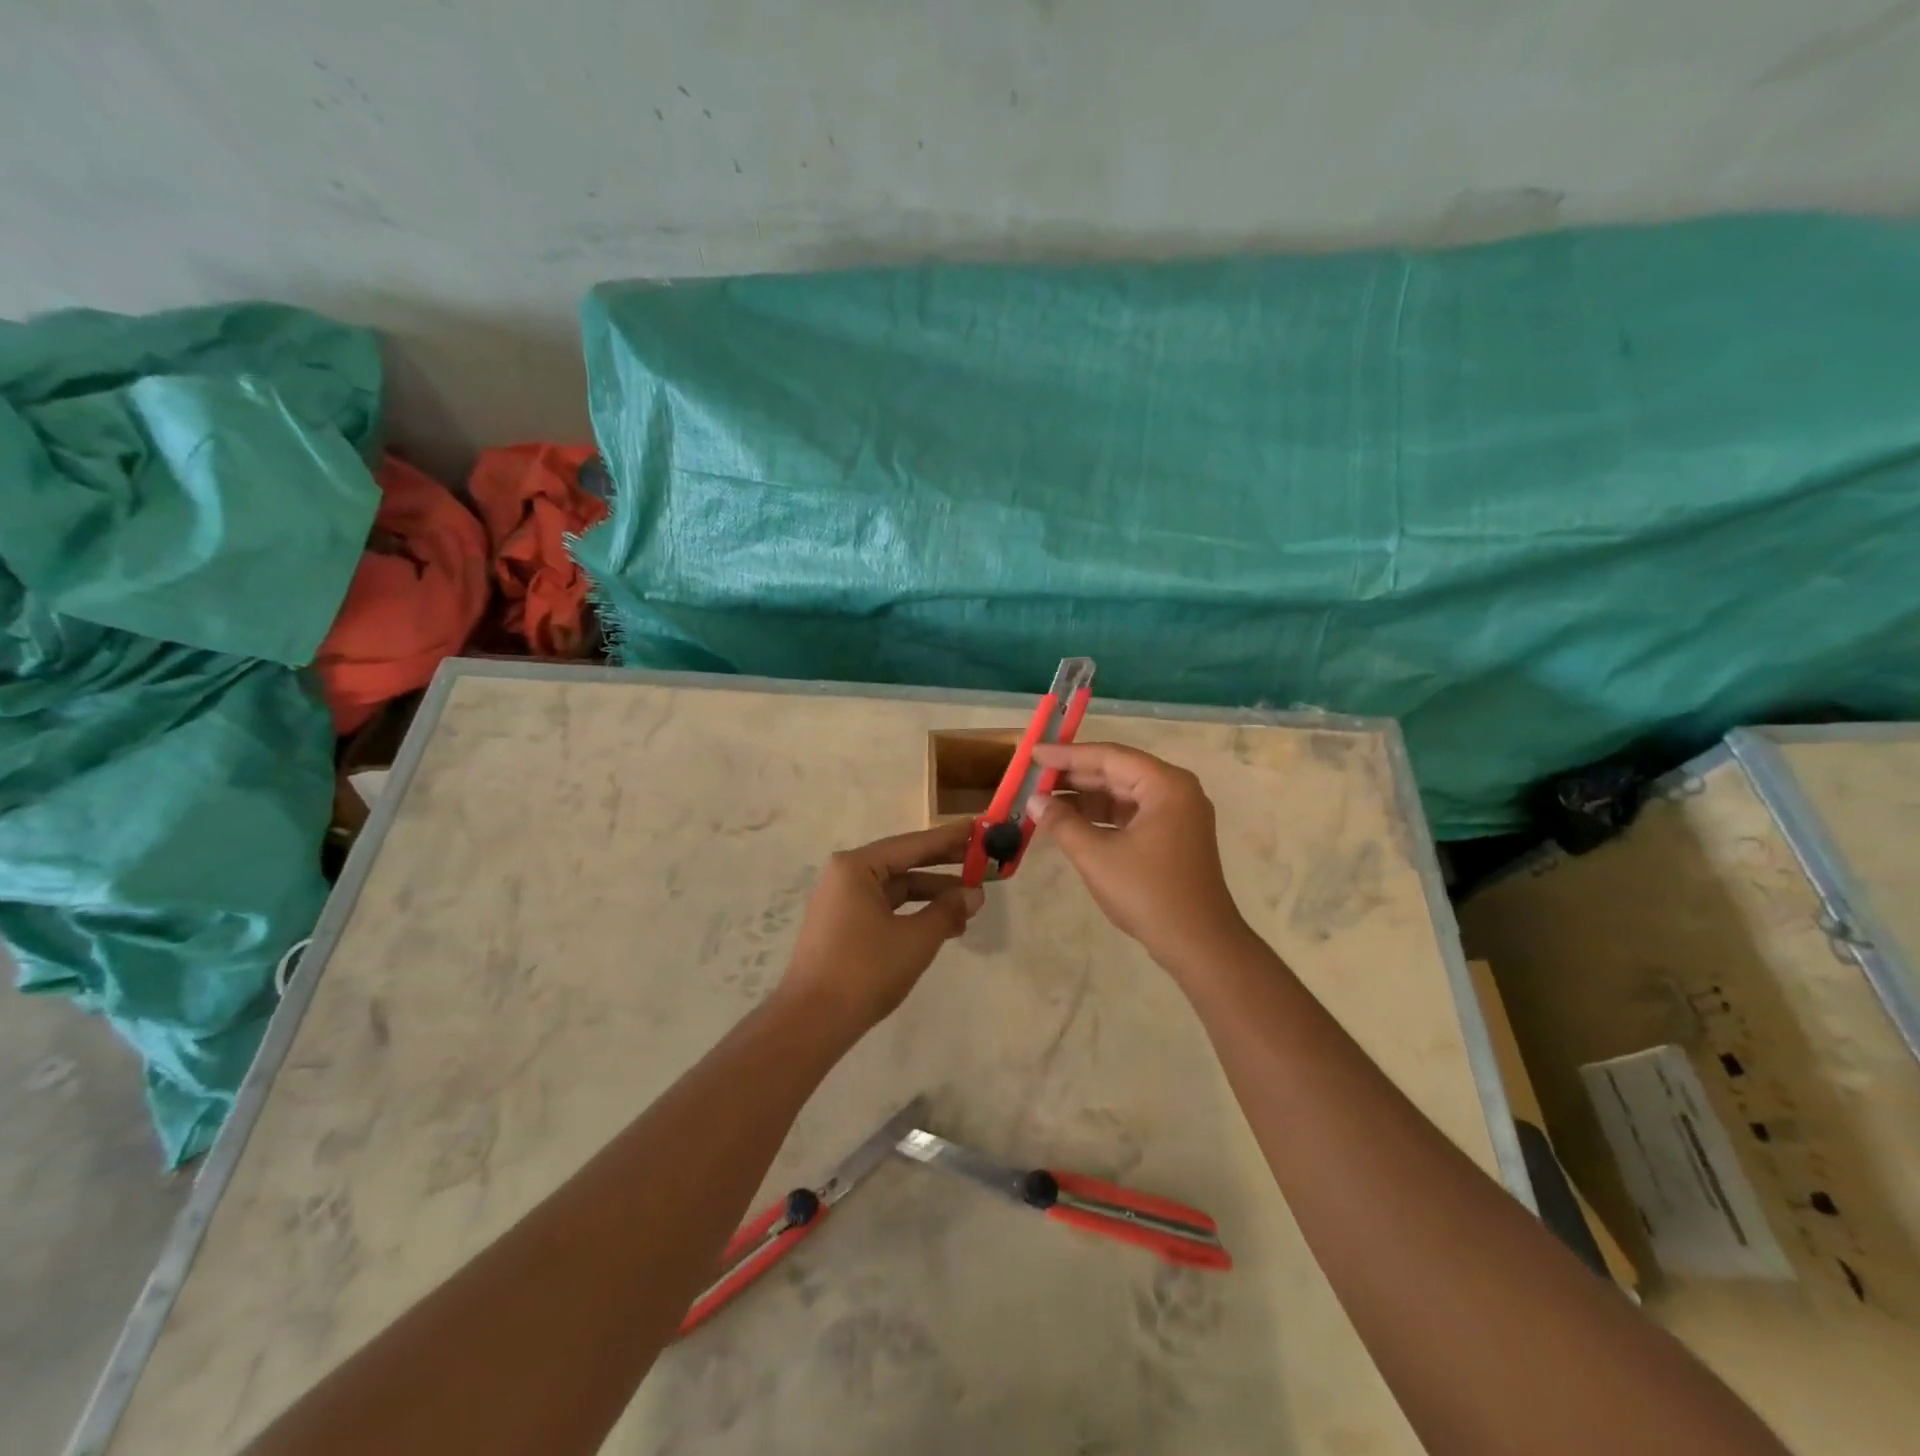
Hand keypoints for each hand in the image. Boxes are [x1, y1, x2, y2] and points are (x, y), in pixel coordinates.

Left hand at [778, 820, 984, 1033]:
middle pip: (903, 863)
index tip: (979, 828)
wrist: (812, 1022)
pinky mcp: (842, 928)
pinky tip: (942, 925)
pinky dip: (913, 914)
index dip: (949, 838)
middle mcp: (845, 877)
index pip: (912, 844)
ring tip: (970, 904)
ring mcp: (841, 903)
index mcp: (856, 867)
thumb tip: (974, 894)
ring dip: (931, 895)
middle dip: (943, 867)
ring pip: (896, 889)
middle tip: (981, 863)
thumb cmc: (865, 970)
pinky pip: (885, 909)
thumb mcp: (916, 939)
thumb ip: (948, 911)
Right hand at [1027, 742, 1253, 975]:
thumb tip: (1035, 801)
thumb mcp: (1096, 856)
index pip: (1109, 756)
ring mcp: (1178, 815)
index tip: (1034, 754)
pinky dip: (1102, 817)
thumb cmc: (1148, 893)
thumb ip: (1062, 823)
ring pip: (1123, 794)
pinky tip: (1071, 823)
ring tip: (1045, 801)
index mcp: (1165, 785)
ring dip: (1085, 798)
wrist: (1199, 945)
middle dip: (1074, 776)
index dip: (1067, 755)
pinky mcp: (1174, 838)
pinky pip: (1131, 815)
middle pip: (1117, 772)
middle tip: (1034, 777)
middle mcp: (1176, 791)